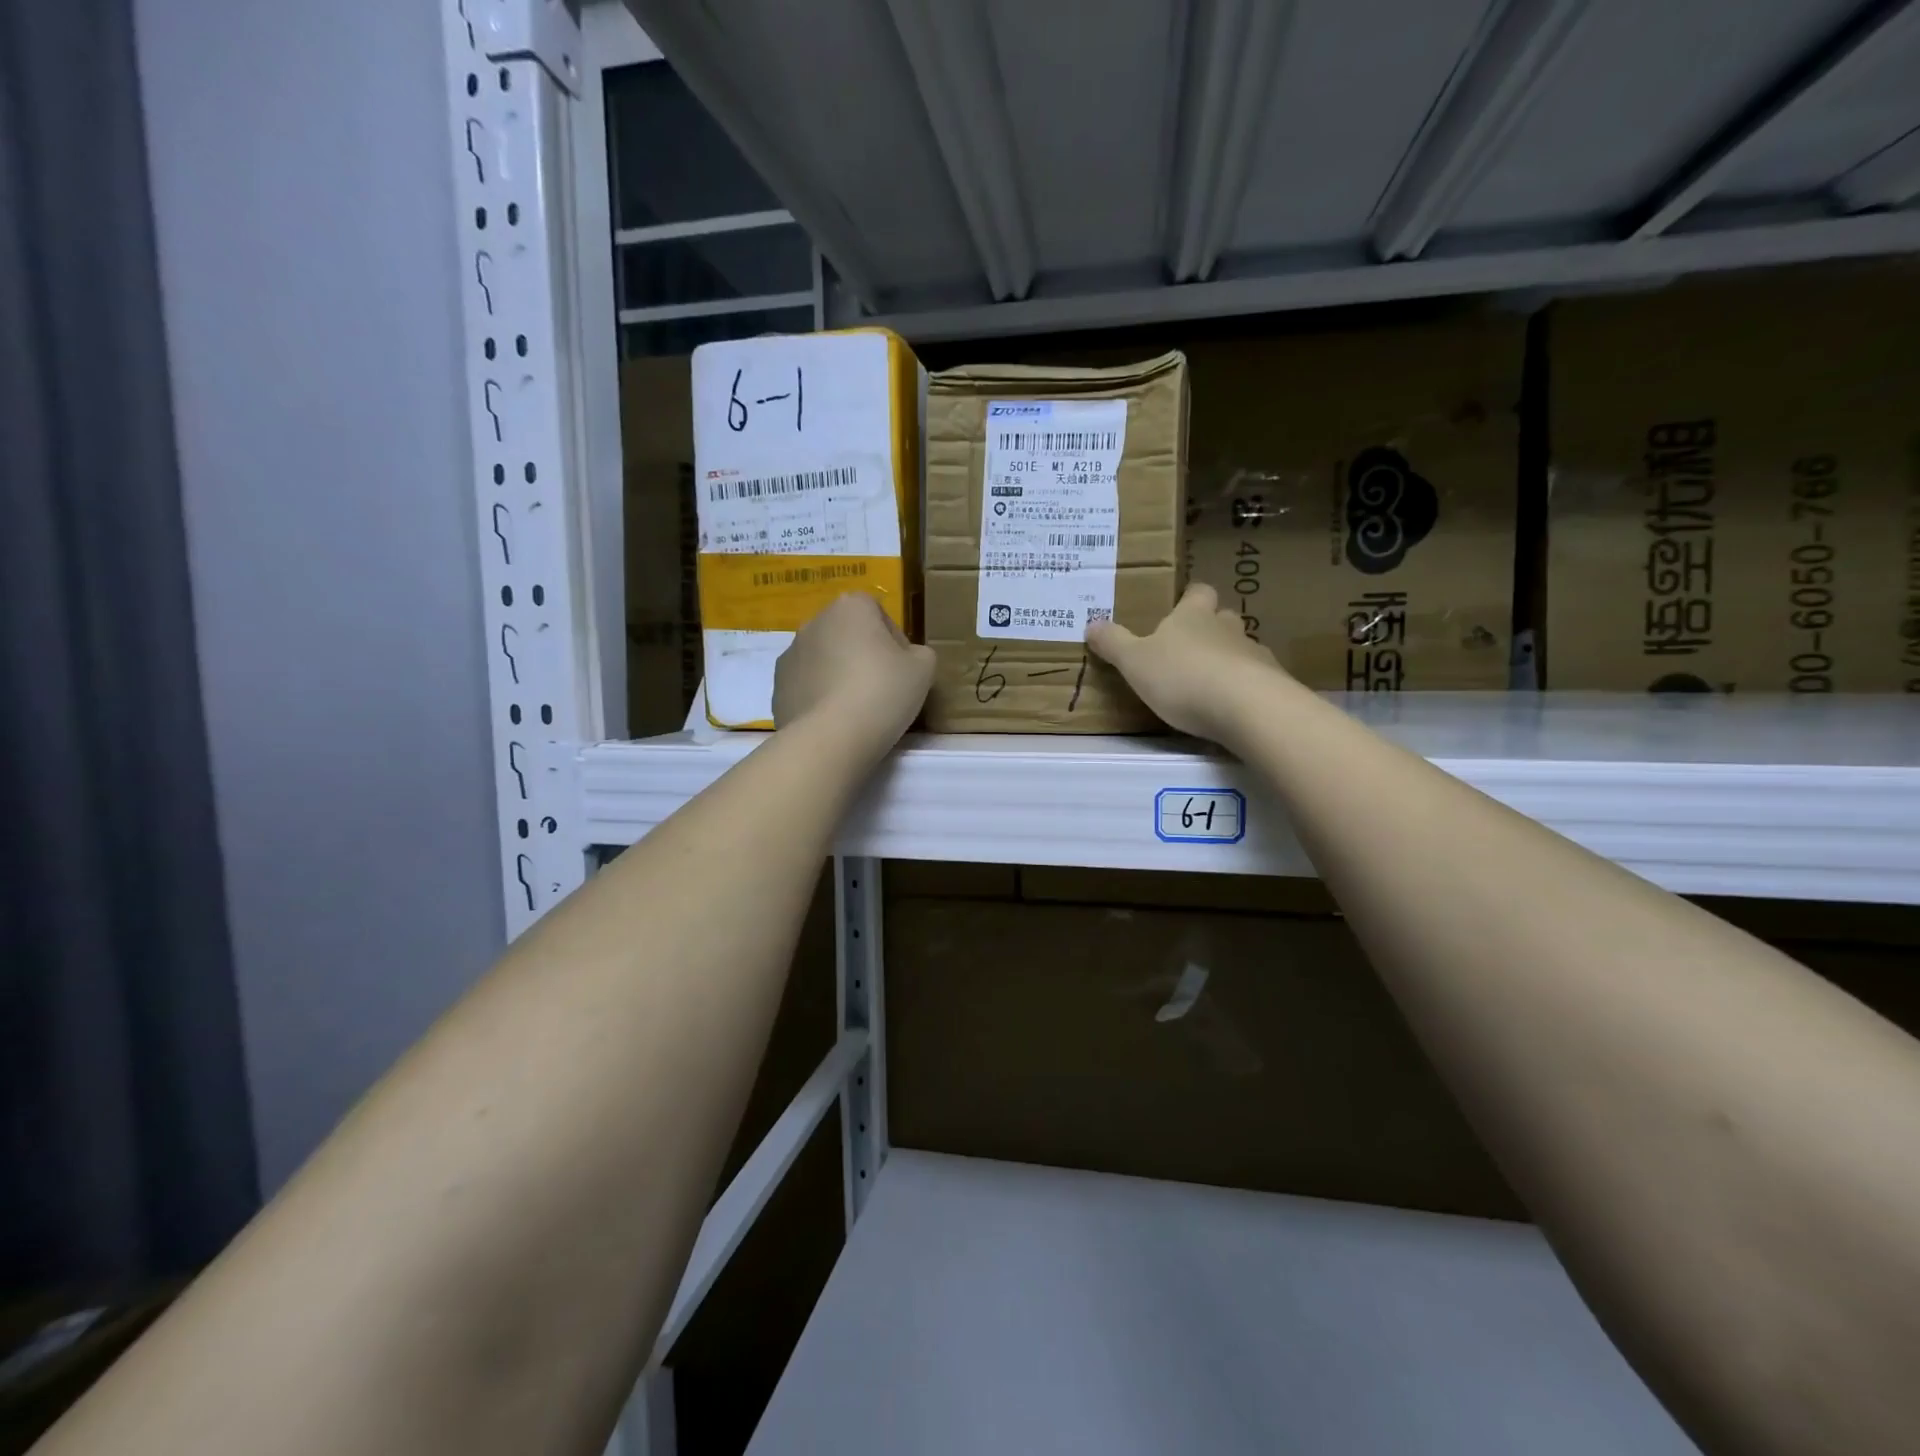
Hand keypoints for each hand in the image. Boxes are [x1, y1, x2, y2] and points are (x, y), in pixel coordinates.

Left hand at [774, 592, 933, 753]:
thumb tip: (906, 658)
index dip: (893, 640)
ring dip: (838, 675)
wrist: (830, 739)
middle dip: (862, 656)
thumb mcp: (924, 669)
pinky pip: (806, 686)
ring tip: (856, 709)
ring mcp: (790, 654)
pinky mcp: (777, 687)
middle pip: (847, 635)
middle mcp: (814, 622)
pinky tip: (834, 722)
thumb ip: (919, 653)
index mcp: (849, 607)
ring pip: (824, 660)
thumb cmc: (882, 693)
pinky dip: (819, 697)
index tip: (901, 668)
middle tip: (882, 689)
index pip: (877, 613)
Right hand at [1086, 583, 1288, 743]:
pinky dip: (1244, 687)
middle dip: (1209, 629)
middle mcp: (1226, 628)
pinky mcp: (1272, 683)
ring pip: (1241, 648)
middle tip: (1189, 649)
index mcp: (1193, 616)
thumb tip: (1091, 623)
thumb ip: (1113, 643)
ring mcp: (1254, 654)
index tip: (1180, 606)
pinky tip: (1231, 706)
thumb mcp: (1134, 662)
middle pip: (1222, 618)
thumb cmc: (1182, 676)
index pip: (1198, 592)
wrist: (1246, 706)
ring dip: (1227, 660)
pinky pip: (1256, 678)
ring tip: (1209, 683)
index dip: (1190, 597)